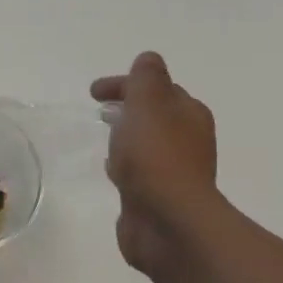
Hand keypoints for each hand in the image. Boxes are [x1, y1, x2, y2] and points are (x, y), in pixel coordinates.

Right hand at [90, 53, 226, 282]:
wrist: (168, 223)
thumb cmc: (156, 157)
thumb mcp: (148, 103)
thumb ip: (145, 78)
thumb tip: (148, 60)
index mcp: (189, 114)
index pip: (157, 87)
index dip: (126, 84)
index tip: (94, 92)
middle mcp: (187, 140)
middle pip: (155, 115)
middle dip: (130, 108)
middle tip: (101, 110)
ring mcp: (174, 172)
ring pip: (147, 144)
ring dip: (127, 137)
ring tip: (106, 138)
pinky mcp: (158, 198)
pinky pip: (139, 172)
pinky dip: (125, 165)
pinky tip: (113, 172)